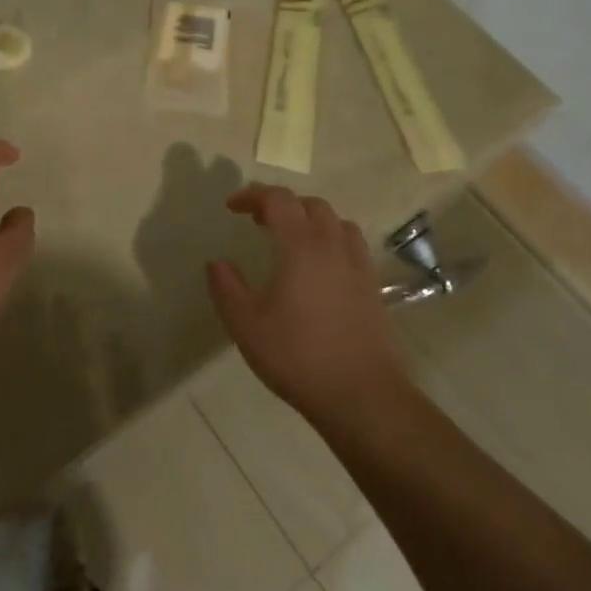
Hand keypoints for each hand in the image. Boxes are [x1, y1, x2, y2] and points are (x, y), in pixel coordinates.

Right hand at [206, 185, 407, 428]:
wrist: (362, 395)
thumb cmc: (298, 356)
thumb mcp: (246, 325)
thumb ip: (226, 288)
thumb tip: (217, 263)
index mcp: (301, 246)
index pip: (278, 200)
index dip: (253, 195)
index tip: (232, 207)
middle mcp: (332, 246)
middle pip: (310, 204)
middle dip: (281, 204)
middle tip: (258, 222)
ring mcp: (358, 265)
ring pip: (336, 222)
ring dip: (310, 219)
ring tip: (290, 239)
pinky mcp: (372, 287)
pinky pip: (351, 245)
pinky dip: (331, 240)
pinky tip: (319, 268)